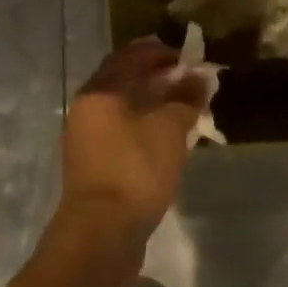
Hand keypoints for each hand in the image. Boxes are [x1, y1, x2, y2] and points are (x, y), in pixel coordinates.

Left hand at [59, 38, 207, 250]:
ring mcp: (86, 136)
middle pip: (125, 79)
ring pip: (124, 106)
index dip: (163, 52)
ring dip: (154, 102)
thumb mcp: (170, 129)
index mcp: (100, 91)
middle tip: (191, 83)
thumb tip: (201, 77)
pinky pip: (121, 129)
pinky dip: (144, 124)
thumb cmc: (135, 170)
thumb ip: (186, 98)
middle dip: (160, 77)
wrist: (101, 234)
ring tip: (185, 108)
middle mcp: (87, 107)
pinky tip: (168, 136)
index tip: (192, 60)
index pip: (132, 55)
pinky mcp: (93, 162)